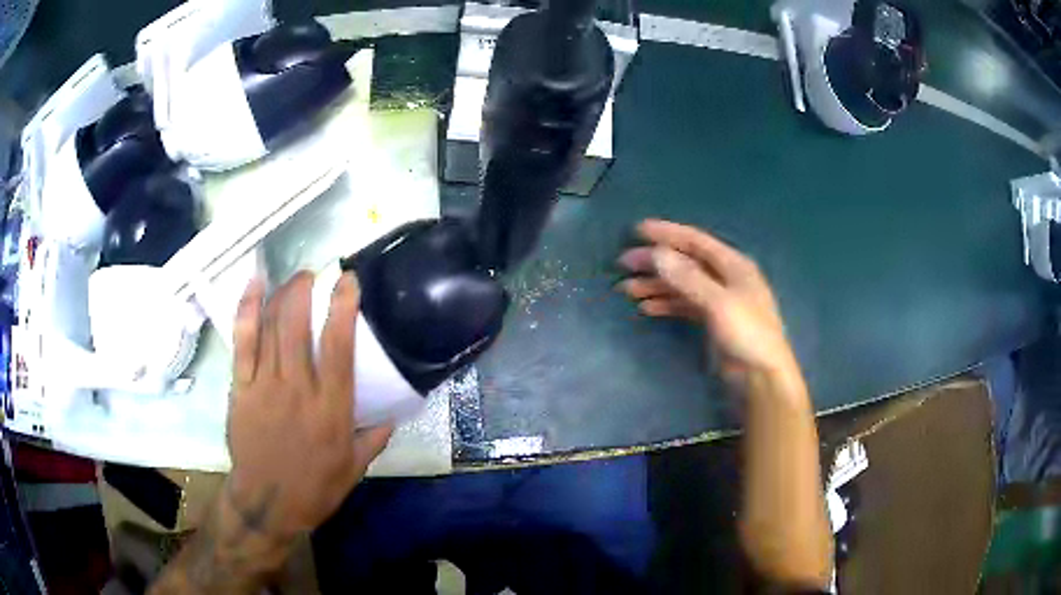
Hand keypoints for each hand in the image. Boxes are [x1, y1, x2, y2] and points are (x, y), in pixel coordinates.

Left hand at [226, 272, 391, 543]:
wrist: (267, 503)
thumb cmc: (314, 488)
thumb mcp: (353, 469)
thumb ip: (373, 438)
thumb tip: (392, 416)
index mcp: (331, 409)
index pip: (339, 346)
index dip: (344, 306)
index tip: (348, 279)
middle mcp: (298, 389)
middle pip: (297, 325)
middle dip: (304, 290)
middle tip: (313, 274)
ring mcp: (264, 385)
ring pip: (271, 327)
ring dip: (282, 294)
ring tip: (291, 278)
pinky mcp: (240, 388)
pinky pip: (242, 342)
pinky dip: (247, 310)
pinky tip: (254, 285)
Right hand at [617, 219, 800, 391]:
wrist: (761, 376)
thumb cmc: (747, 334)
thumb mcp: (718, 303)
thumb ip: (688, 278)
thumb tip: (657, 254)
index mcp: (733, 264)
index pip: (696, 241)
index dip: (667, 234)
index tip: (637, 230)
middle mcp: (725, 277)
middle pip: (685, 262)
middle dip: (655, 262)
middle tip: (624, 263)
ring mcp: (718, 300)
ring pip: (682, 285)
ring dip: (656, 285)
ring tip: (627, 289)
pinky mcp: (712, 321)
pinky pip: (684, 305)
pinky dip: (665, 304)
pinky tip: (646, 308)